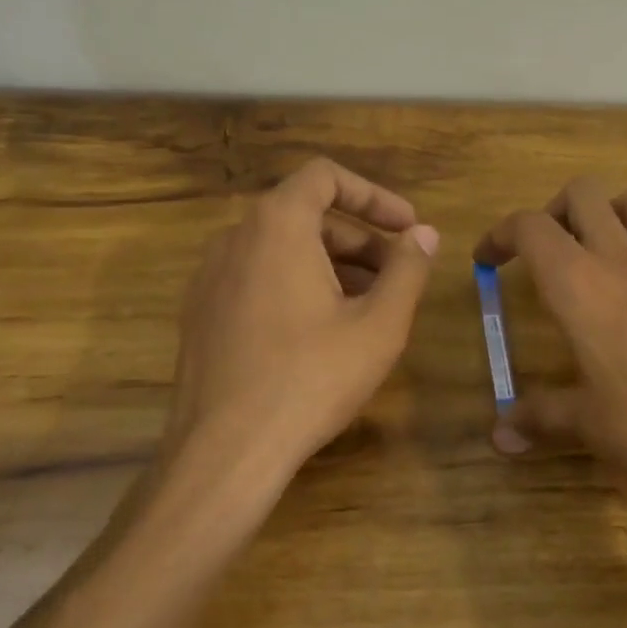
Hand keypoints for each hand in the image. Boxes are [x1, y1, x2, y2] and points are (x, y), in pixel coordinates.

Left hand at [164, 157, 439, 493]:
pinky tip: (322, 330)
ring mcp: (210, 276)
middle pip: (306, 214)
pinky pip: (257, 277)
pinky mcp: (201, 312)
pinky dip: (297, 284)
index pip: (326, 177)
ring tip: (368, 305)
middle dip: (360, 238)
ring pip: (281, 248)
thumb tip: (425, 235)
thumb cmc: (310, 378)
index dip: (374, 196)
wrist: (225, 450)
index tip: (407, 227)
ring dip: (332, 263)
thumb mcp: (378, 325)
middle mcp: (235, 237)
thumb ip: (407, 269)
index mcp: (276, 225)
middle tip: (398, 274)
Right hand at [474, 177, 626, 532]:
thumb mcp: (588, 426)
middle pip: (584, 193)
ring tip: (604, 247)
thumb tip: (497, 434)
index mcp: (579, 284)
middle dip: (555, 210)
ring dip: (618, 211)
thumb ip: (539, 419)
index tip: (487, 262)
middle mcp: (623, 260)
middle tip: (546, 250)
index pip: (529, 227)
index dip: (500, 234)